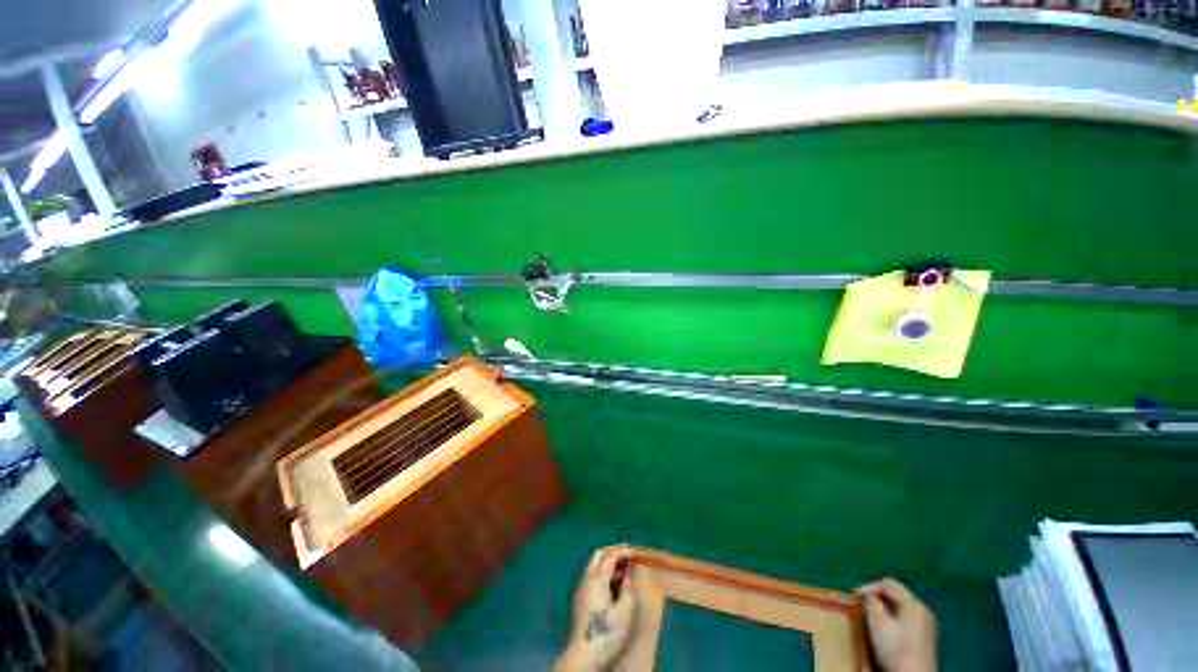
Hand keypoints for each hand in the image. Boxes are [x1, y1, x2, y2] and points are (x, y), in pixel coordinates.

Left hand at [555, 546, 635, 671]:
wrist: (584, 654)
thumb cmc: (607, 632)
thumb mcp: (624, 610)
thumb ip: (627, 587)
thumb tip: (627, 573)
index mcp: (597, 579)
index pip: (610, 556)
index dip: (623, 551)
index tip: (635, 551)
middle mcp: (587, 578)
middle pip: (598, 555)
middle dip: (613, 550)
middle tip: (627, 552)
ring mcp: (582, 588)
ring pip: (594, 564)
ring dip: (608, 560)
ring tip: (623, 566)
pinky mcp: (581, 598)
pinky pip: (592, 575)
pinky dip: (603, 570)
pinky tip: (614, 581)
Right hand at [856, 578, 936, 671]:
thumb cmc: (896, 648)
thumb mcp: (878, 623)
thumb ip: (871, 602)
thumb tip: (869, 596)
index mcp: (914, 604)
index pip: (889, 583)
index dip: (870, 586)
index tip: (855, 596)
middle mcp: (924, 609)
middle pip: (897, 594)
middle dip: (878, 597)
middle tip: (862, 605)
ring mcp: (927, 624)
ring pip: (902, 606)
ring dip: (885, 608)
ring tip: (871, 615)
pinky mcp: (926, 636)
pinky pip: (907, 617)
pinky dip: (894, 617)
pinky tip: (886, 627)